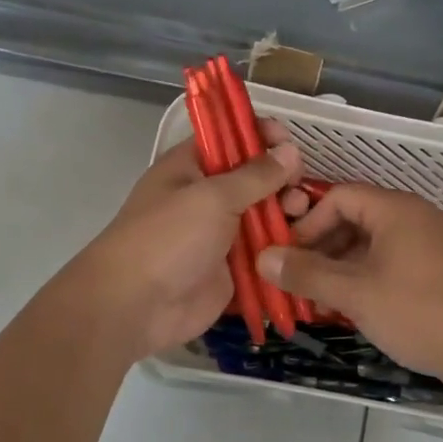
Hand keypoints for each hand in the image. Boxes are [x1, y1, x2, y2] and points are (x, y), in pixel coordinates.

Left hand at [75, 127, 301, 362]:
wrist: (136, 306)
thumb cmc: (168, 238)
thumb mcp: (213, 197)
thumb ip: (255, 175)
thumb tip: (289, 150)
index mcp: (191, 168)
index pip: (229, 139)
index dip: (258, 135)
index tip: (289, 140)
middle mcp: (207, 197)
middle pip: (253, 179)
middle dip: (280, 179)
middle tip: (298, 188)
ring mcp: (220, 235)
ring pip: (263, 217)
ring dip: (286, 214)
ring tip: (301, 215)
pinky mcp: (233, 269)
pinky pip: (265, 253)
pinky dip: (284, 248)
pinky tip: (306, 244)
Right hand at [256, 184, 442, 387]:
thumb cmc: (420, 312)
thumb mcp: (356, 294)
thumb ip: (308, 274)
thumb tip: (262, 257)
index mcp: (395, 209)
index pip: (338, 197)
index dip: (307, 223)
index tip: (288, 257)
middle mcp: (414, 217)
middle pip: (355, 219)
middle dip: (322, 250)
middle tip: (299, 284)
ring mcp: (432, 244)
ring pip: (373, 245)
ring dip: (343, 269)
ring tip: (323, 303)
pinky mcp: (442, 270)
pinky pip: (394, 263)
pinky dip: (368, 279)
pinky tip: (357, 310)